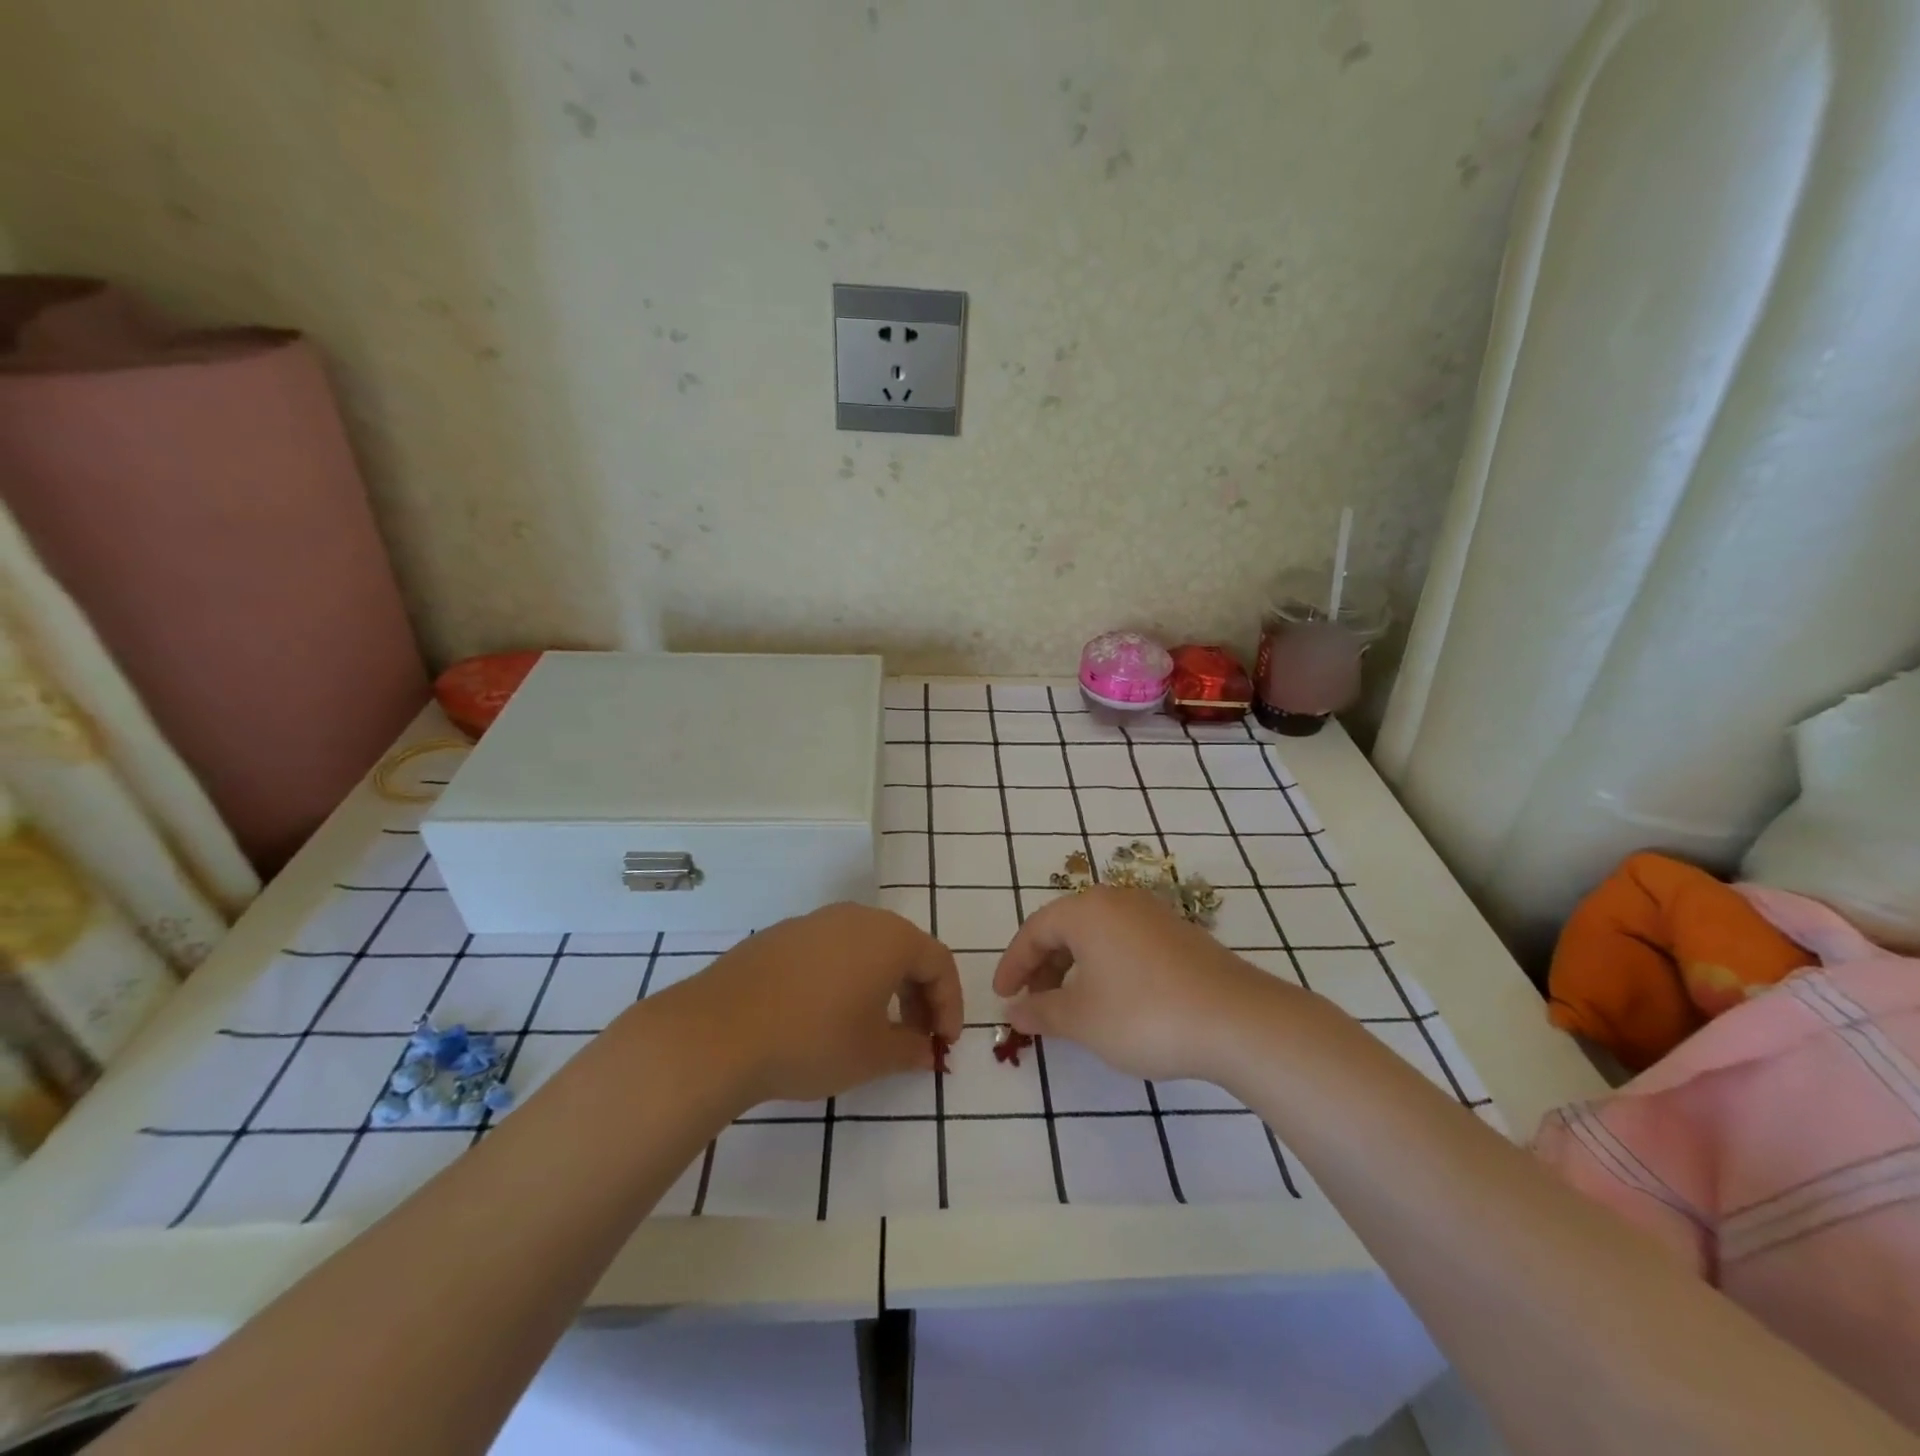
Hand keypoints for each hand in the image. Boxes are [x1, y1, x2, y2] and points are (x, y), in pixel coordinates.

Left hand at [671, 903, 962, 1104]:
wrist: (719, 1031)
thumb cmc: (813, 1039)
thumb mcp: (872, 1055)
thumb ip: (910, 1050)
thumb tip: (925, 1050)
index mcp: (889, 937)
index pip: (938, 962)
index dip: (949, 1004)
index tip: (945, 1043)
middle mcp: (856, 917)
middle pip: (904, 950)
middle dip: (917, 995)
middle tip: (916, 1037)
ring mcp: (814, 922)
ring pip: (865, 949)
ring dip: (881, 985)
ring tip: (873, 1027)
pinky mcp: (780, 936)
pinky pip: (829, 952)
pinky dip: (844, 979)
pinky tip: (826, 1015)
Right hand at [993, 886, 1284, 1082]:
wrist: (1237, 1020)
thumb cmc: (1143, 1014)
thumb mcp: (1081, 1019)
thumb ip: (1041, 1011)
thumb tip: (1014, 1010)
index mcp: (1087, 910)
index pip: (1034, 930)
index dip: (1013, 965)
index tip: (1002, 997)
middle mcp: (1117, 901)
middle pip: (1066, 928)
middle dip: (1043, 967)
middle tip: (1033, 1004)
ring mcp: (1153, 914)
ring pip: (1097, 936)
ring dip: (1074, 968)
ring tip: (1071, 1007)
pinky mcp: (1180, 935)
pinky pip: (1125, 943)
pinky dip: (1106, 968)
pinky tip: (1114, 1001)